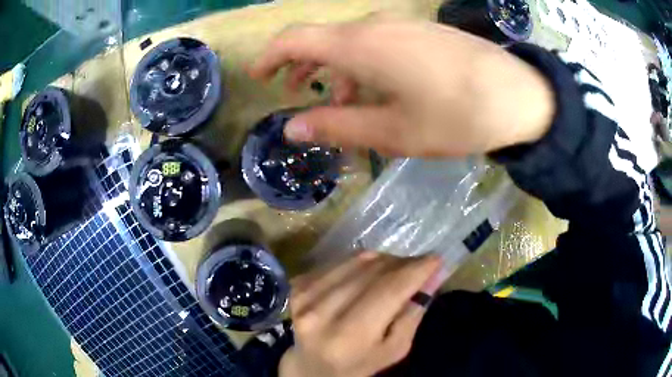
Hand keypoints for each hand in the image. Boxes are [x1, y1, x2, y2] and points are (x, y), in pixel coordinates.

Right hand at [250, 16, 554, 156]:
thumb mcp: (392, 131)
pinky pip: (381, 43)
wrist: (520, 97)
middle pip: (323, 40)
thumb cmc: (457, 116)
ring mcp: (403, 25)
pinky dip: (366, 66)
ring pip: (353, 43)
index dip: (270, 56)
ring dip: (338, 71)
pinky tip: (380, 90)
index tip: (259, 76)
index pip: (295, 39)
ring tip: (341, 104)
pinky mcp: (424, 32)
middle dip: (304, 67)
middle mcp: (376, 26)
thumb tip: (292, 128)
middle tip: (297, 95)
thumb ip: (337, 126)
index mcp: (360, 46)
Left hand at [279, 252, 444, 376]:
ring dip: (383, 260)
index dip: (415, 270)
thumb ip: (412, 314)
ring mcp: (305, 295)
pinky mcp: (298, 284)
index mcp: (350, 336)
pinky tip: (367, 275)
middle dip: (403, 263)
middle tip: (418, 266)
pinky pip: (339, 261)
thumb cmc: (359, 363)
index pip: (389, 291)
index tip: (436, 259)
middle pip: (373, 272)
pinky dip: (360, 263)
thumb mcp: (394, 350)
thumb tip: (430, 277)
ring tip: (395, 270)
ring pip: (356, 261)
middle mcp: (322, 312)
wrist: (312, 365)